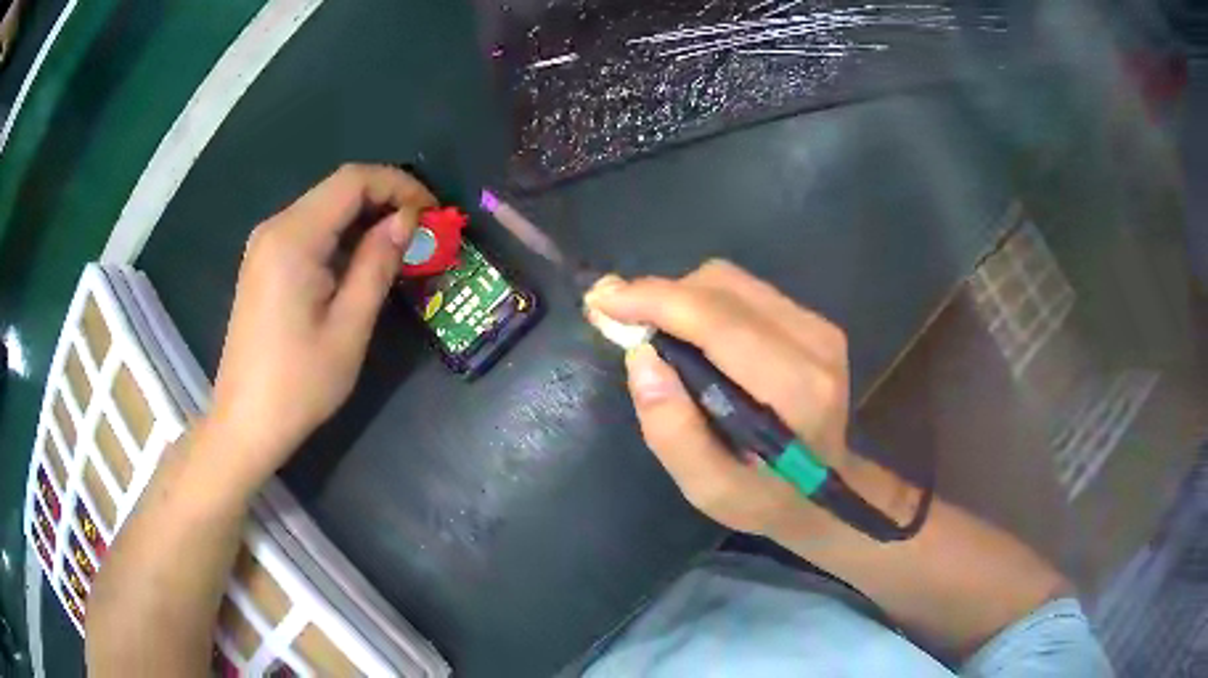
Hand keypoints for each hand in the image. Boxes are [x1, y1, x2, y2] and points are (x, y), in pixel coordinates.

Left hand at [207, 164, 435, 489]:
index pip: (353, 180)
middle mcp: (275, 229)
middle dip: (385, 200)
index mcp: (293, 238)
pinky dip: (341, 237)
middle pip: (338, 190)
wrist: (246, 423)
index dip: (399, 185)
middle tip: (423, 233)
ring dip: (365, 219)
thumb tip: (406, 220)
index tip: (432, 214)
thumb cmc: (298, 384)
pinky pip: (309, 232)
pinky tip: (360, 264)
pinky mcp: (263, 264)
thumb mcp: (349, 328)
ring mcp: (264, 246)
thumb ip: (377, 264)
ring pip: (324, 209)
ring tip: (400, 249)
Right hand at [585, 260, 853, 536]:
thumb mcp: (710, 490)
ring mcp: (819, 327)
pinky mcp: (815, 321)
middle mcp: (814, 344)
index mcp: (795, 390)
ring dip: (683, 300)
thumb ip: (673, 432)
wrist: (825, 492)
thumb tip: (640, 357)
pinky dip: (706, 305)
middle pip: (722, 287)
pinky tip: (697, 341)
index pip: (719, 320)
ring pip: (731, 281)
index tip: (602, 301)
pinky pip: (745, 292)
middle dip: (662, 298)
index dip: (655, 300)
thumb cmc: (765, 498)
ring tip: (661, 339)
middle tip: (623, 324)